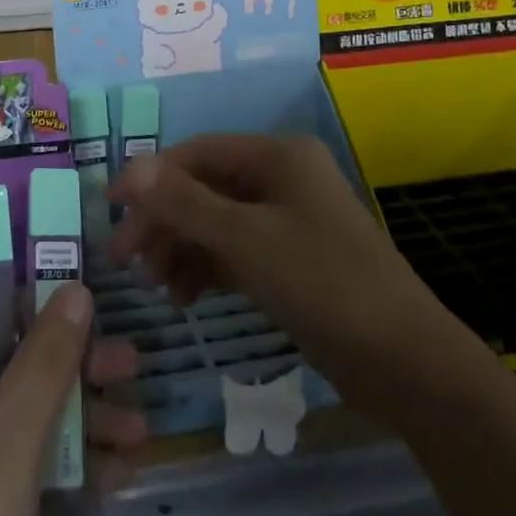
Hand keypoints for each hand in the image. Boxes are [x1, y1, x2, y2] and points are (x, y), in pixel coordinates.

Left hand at [0, 285, 146, 515]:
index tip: (85, 295)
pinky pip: (16, 454)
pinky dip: (61, 460)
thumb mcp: (12, 435)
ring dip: (80, 417)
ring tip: (139, 429)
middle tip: (130, 366)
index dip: (31, 292)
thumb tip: (76, 287)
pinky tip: (117, 472)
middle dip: (74, 365)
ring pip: (19, 407)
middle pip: (8, 354)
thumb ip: (47, 356)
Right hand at [108, 133, 446, 420]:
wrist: (405, 362)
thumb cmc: (323, 283)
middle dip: (164, 222)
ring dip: (182, 248)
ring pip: (216, 223)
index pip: (196, 153)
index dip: (150, 178)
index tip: (109, 211)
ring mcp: (287, 220)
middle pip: (204, 188)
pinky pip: (235, 252)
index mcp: (277, 155)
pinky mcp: (290, 260)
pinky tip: (186, 298)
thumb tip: (131, 168)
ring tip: (157, 287)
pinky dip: (207, 269)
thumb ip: (184, 203)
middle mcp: (281, 178)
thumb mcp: (245, 240)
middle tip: (126, 262)